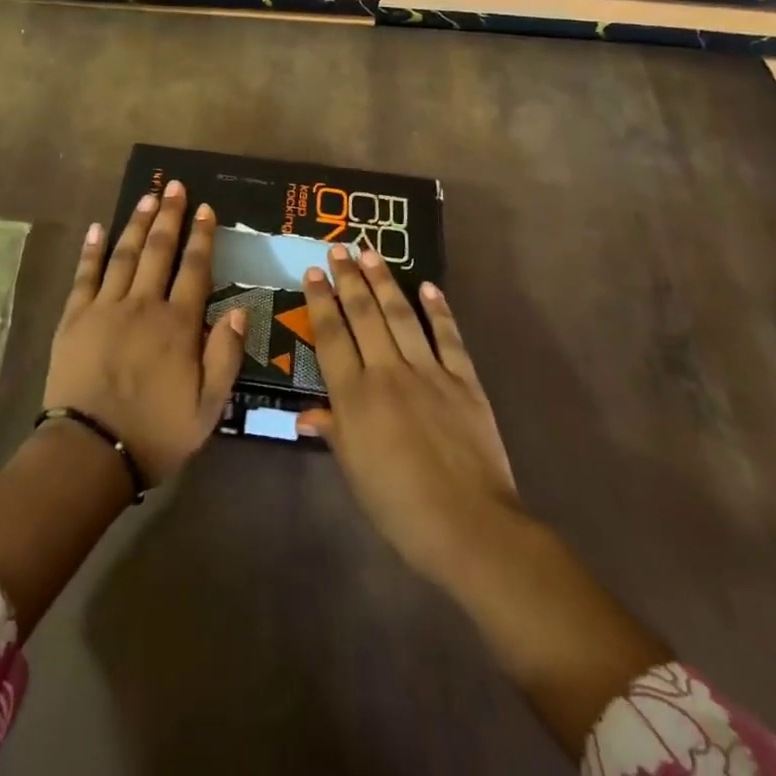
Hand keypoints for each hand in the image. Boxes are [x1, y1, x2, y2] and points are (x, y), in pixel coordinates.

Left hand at [43, 179, 247, 484]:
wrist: (90, 453)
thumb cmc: (155, 433)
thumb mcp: (208, 407)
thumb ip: (225, 356)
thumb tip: (240, 310)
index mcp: (178, 325)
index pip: (194, 269)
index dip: (202, 237)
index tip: (206, 209)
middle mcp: (143, 305)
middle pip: (158, 250)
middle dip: (169, 216)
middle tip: (175, 187)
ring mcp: (105, 307)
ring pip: (124, 254)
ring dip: (137, 223)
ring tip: (148, 197)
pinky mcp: (74, 318)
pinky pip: (85, 275)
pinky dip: (92, 250)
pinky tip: (98, 227)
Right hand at [298, 245, 517, 573]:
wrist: (470, 527)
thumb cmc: (400, 507)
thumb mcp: (355, 473)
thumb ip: (333, 432)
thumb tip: (305, 414)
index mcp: (355, 397)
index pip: (331, 337)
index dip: (320, 302)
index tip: (313, 273)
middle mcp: (387, 373)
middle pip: (363, 316)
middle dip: (349, 279)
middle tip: (339, 249)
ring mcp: (428, 373)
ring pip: (401, 316)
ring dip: (384, 282)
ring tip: (371, 253)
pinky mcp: (463, 381)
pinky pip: (448, 337)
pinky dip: (438, 310)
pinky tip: (428, 286)